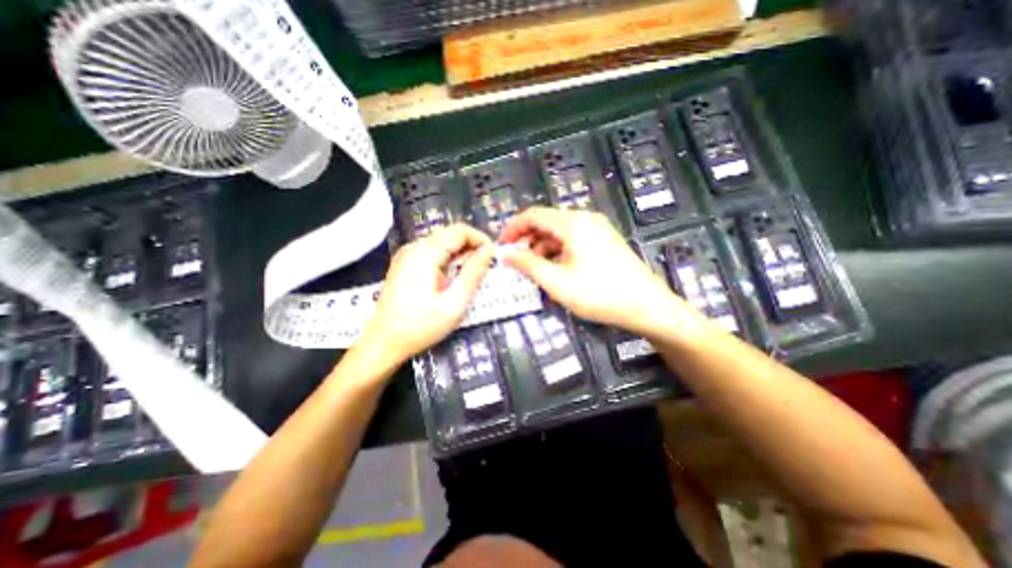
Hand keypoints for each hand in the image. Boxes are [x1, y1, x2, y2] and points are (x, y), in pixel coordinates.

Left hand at [360, 222, 495, 362]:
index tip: (493, 255)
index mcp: (425, 253)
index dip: (480, 238)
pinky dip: (448, 259)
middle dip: (472, 246)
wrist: (383, 343)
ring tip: (473, 273)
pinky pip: (432, 253)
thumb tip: (488, 250)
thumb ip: (473, 273)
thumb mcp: (454, 302)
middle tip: (486, 266)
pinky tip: (454, 276)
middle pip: (450, 234)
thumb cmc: (421, 326)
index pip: (459, 230)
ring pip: (442, 243)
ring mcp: (407, 255)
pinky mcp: (405, 264)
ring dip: (461, 253)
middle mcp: (414, 248)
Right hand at [497, 208, 705, 339]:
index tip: (502, 245)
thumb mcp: (558, 282)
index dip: (513, 228)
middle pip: (547, 222)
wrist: (647, 306)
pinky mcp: (604, 240)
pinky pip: (573, 240)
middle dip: (528, 241)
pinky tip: (556, 271)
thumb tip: (507, 255)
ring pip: (560, 233)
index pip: (533, 215)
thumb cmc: (600, 295)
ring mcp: (597, 229)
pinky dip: (559, 252)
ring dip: (543, 249)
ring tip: (536, 271)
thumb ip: (529, 265)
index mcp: (573, 224)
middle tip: (516, 262)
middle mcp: (585, 219)